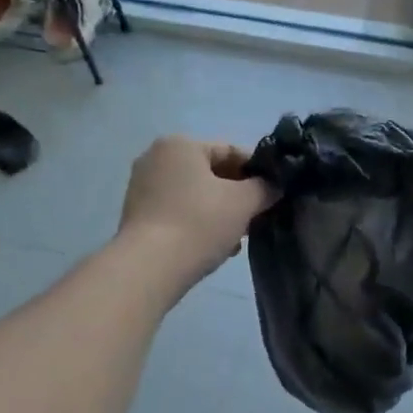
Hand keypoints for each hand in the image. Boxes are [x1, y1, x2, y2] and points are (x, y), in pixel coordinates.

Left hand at [118, 137, 276, 288]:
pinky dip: (198, 224)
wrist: (149, 268)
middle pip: (210, 173)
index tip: (274, 192)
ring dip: (220, 213)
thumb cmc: (199, 223)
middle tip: (258, 217)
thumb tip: (273, 186)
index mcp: (180, 144)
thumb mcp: (243, 203)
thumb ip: (264, 188)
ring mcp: (142, 188)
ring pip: (195, 196)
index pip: (230, 150)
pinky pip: (178, 213)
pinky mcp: (137, 217)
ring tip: (238, 238)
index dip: (257, 171)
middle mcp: (156, 159)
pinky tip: (215, 247)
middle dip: (237, 196)